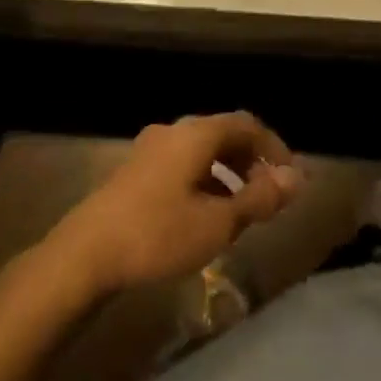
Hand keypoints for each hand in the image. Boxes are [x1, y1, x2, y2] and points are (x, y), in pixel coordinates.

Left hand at [45, 112, 303, 296]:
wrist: (84, 255)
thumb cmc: (158, 234)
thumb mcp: (217, 222)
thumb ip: (259, 198)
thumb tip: (297, 179)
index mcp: (197, 133)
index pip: (247, 124)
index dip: (273, 147)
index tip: (289, 178)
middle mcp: (174, 130)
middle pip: (223, 134)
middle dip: (250, 160)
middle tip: (267, 195)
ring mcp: (150, 150)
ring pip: (200, 151)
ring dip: (226, 173)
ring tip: (239, 209)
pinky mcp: (133, 172)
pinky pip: (181, 165)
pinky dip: (203, 181)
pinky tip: (202, 215)